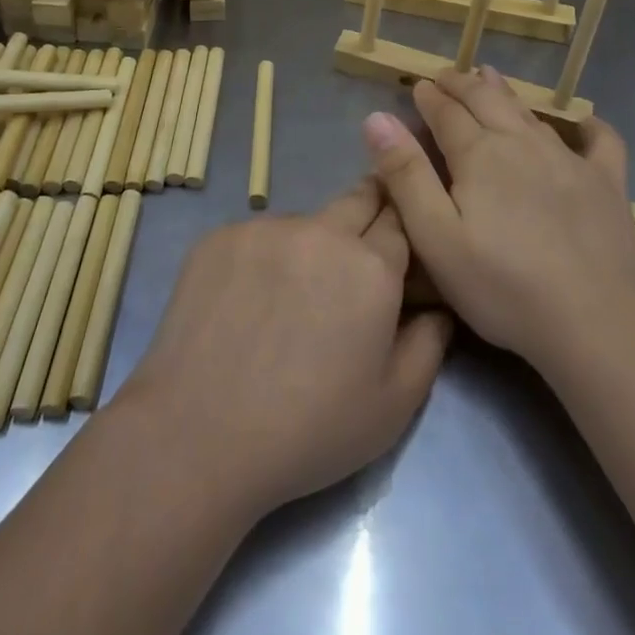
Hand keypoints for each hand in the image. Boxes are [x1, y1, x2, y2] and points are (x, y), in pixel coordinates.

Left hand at [117, 181, 451, 518]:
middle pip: (359, 198)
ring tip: (290, 298)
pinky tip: (247, 303)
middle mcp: (322, 231)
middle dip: (369, 215)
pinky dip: (264, 258)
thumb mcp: (393, 407)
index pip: (402, 220)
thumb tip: (438, 306)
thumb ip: (429, 344)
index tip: (400, 248)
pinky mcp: (221, 236)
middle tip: (357, 255)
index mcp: (371, 266)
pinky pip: (259, 235)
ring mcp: (266, 228)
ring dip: (311, 245)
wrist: (197, 436)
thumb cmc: (308, 431)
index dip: (404, 232)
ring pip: (305, 221)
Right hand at [363, 67, 634, 372]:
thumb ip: (406, 175)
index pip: (447, 113)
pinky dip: (590, 127)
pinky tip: (585, 124)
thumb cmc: (502, 285)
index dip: (429, 97)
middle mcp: (522, 143)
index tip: (418, 86)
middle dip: (462, 85)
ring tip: (490, 78)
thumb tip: (377, 117)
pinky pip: (602, 142)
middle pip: (486, 101)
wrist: (594, 320)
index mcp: (479, 154)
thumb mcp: (436, 237)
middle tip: (446, 76)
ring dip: (505, 92)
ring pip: (530, 113)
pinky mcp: (607, 183)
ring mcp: (569, 160)